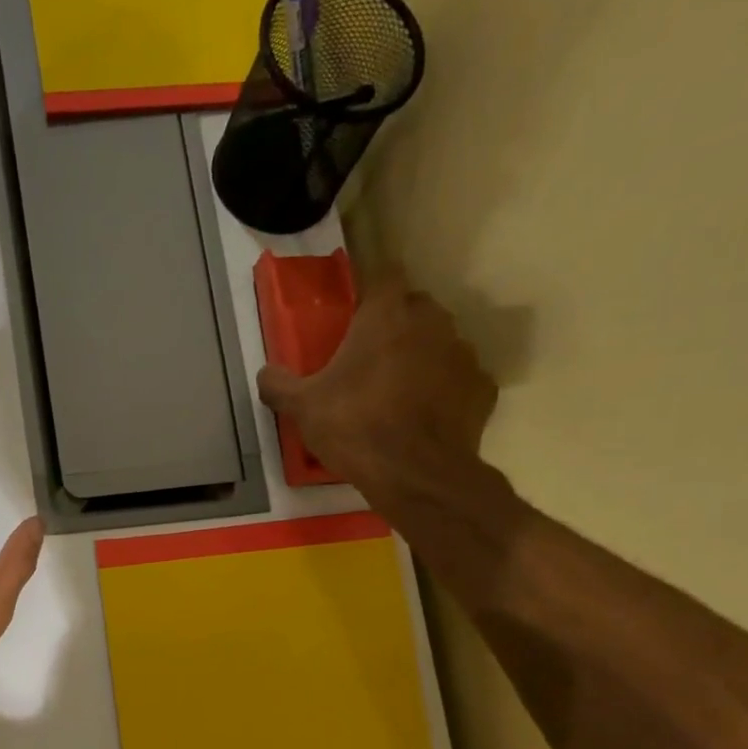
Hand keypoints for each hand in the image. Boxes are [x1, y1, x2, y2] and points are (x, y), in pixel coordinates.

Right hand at [258, 266, 498, 508]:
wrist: (415, 473)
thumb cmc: (354, 427)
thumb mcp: (302, 408)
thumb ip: (279, 385)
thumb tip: (265, 373)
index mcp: (386, 316)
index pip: (384, 275)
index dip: (370, 291)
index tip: (355, 312)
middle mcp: (431, 322)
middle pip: (414, 307)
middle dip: (395, 324)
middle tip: (370, 357)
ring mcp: (463, 353)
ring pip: (439, 342)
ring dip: (421, 356)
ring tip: (398, 391)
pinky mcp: (482, 387)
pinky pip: (459, 379)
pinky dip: (444, 390)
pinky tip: (425, 416)